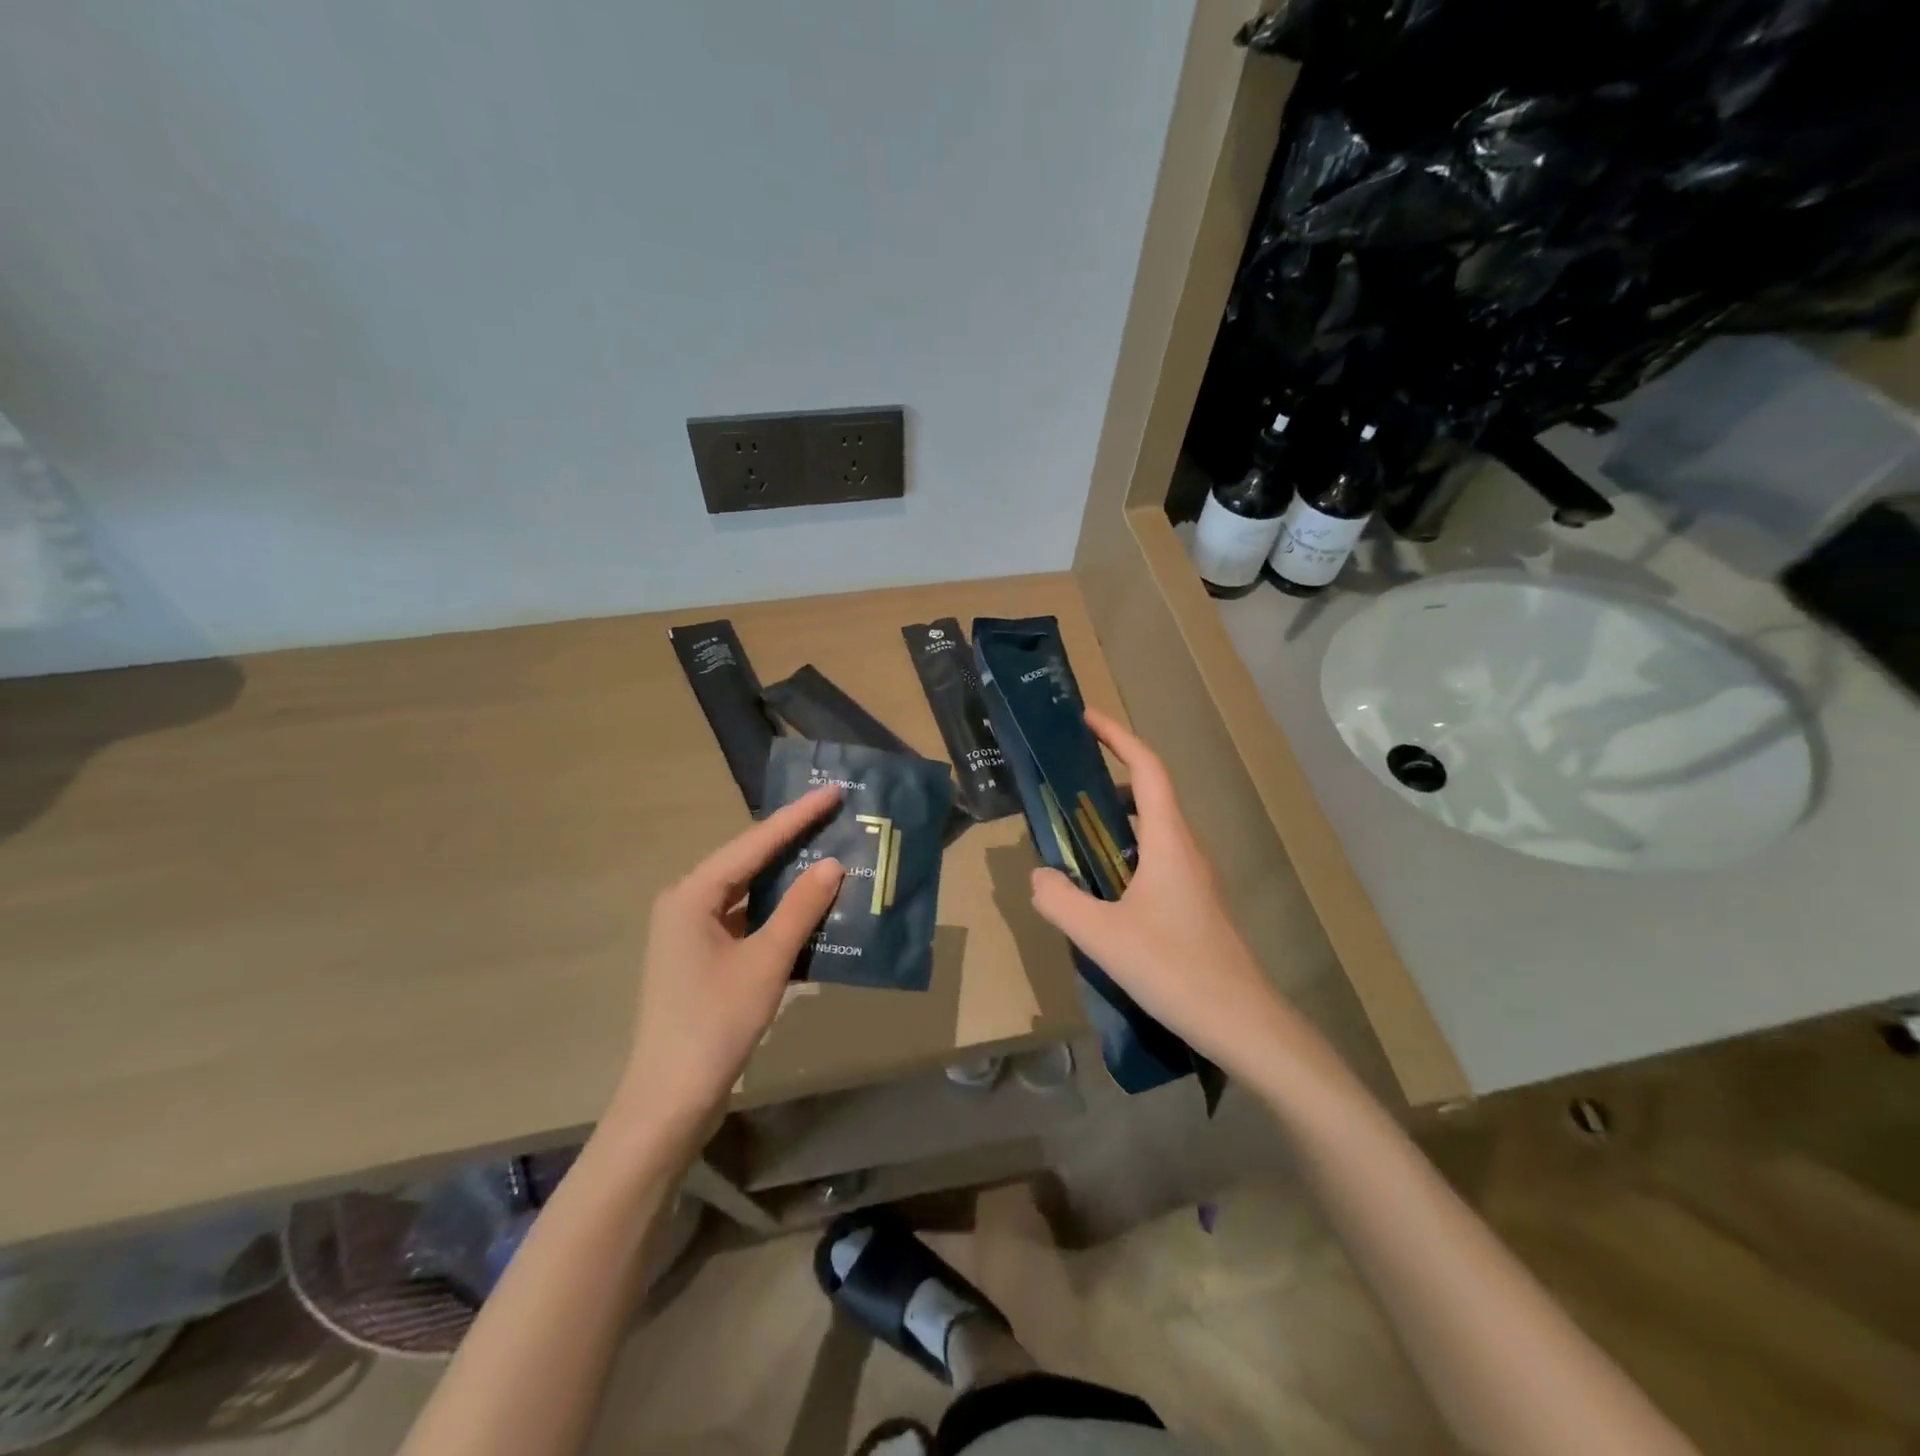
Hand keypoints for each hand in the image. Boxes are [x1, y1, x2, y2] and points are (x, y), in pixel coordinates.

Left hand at [613, 787, 843, 1140]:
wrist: (670, 1100)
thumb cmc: (715, 1023)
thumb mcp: (765, 962)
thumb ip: (800, 909)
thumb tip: (832, 864)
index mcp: (692, 895)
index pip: (754, 843)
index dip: (797, 816)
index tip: (833, 791)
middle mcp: (687, 904)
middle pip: (748, 862)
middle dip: (793, 840)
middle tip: (836, 816)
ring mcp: (693, 932)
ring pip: (749, 891)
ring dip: (788, 878)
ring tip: (832, 852)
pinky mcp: (704, 958)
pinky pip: (747, 920)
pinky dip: (779, 913)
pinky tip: (812, 908)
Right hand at [1028, 710, 1295, 1074]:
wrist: (1242, 1023)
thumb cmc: (1174, 969)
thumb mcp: (1102, 935)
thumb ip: (1060, 899)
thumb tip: (1040, 874)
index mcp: (1168, 841)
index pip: (1147, 769)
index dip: (1118, 737)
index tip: (1086, 719)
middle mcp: (1186, 849)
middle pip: (1151, 794)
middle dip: (1111, 776)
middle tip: (1066, 782)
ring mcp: (1194, 878)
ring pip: (1153, 830)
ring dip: (1116, 819)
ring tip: (1074, 832)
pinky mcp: (1194, 905)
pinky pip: (1155, 859)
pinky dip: (1125, 852)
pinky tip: (1101, 887)